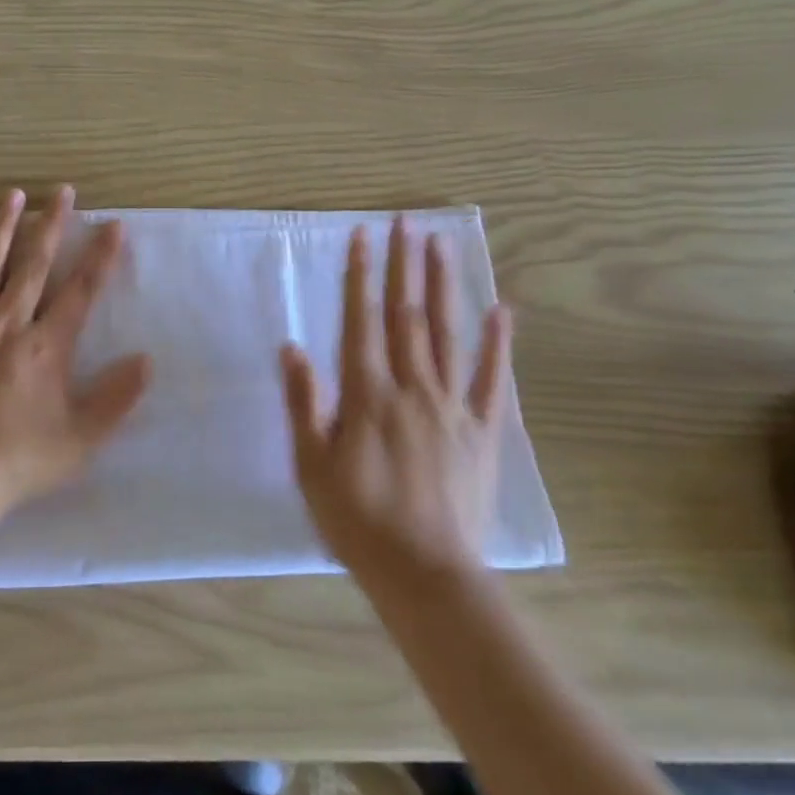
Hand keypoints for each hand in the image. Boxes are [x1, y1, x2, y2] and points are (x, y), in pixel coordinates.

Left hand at [0, 186, 151, 510]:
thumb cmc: (20, 461)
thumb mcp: (81, 439)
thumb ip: (116, 398)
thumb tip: (147, 359)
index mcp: (45, 347)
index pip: (80, 291)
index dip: (100, 257)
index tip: (113, 225)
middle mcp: (7, 325)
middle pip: (34, 266)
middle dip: (51, 225)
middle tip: (62, 191)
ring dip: (1, 229)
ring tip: (12, 195)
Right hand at [280, 217, 513, 586]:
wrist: (425, 573)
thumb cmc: (357, 520)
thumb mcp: (311, 465)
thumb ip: (304, 403)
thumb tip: (293, 347)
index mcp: (367, 395)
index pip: (361, 321)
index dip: (360, 275)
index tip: (362, 235)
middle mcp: (412, 388)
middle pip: (407, 316)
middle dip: (404, 265)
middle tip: (406, 222)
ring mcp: (453, 407)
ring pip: (447, 335)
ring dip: (443, 287)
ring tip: (441, 245)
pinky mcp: (483, 432)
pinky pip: (492, 380)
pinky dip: (498, 344)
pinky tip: (501, 310)